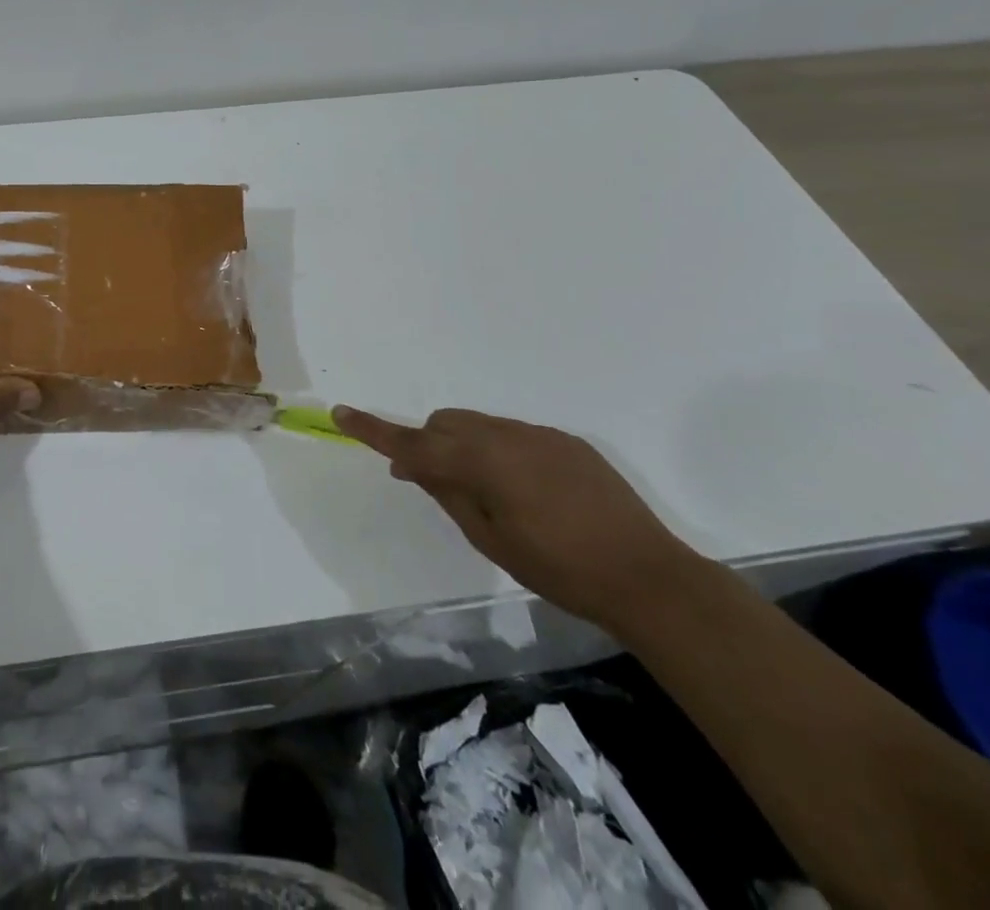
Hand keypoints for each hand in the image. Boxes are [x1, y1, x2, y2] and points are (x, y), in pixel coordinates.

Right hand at [332, 405, 701, 635]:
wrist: (649, 577)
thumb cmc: (559, 569)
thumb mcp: (489, 539)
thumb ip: (447, 493)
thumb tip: (413, 466)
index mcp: (482, 461)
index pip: (413, 442)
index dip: (374, 429)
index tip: (340, 412)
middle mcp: (506, 435)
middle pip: (444, 424)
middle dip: (427, 444)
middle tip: (427, 481)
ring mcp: (539, 434)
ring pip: (478, 425)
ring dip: (463, 447)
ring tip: (484, 491)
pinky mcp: (566, 441)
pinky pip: (514, 435)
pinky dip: (500, 452)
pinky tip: (527, 491)